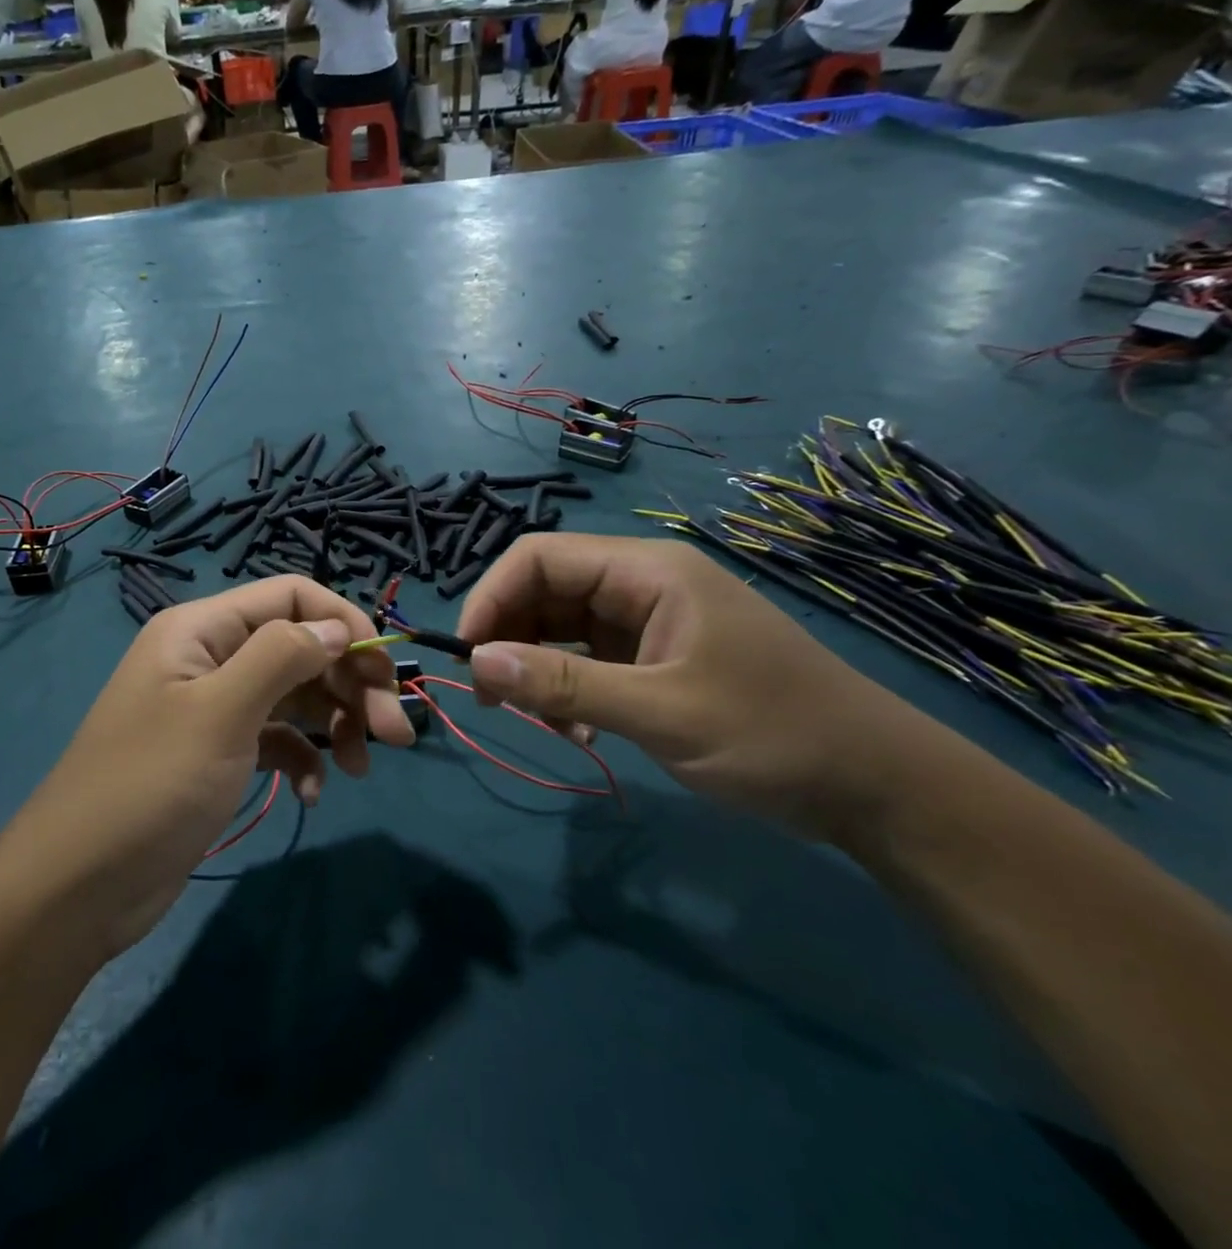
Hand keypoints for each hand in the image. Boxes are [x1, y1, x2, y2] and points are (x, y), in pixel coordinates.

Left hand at [0, 578, 414, 957]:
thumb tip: (336, 629)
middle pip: (299, 648)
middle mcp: (209, 657)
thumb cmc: (151, 785)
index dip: (343, 623)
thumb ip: (282, 656)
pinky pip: (276, 739)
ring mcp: (213, 707)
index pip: (290, 596)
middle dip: (350, 684)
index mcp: (202, 629)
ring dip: (334, 724)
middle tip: (396, 734)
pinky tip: (309, 792)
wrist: (80, 885)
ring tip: (362, 768)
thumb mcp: (221, 712)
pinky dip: (300, 758)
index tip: (385, 672)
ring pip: (294, 696)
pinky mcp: (217, 753)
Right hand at [456, 534, 932, 841]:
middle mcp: (641, 583)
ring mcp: (649, 620)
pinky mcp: (655, 655)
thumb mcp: (661, 712)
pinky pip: (586, 657)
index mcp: (646, 571)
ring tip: (536, 720)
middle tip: (492, 698)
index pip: (539, 557)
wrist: (877, 787)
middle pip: (545, 589)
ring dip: (535, 667)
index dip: (491, 597)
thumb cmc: (774, 735)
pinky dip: (566, 687)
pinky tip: (576, 728)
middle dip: (509, 637)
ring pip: (560, 625)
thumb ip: (563, 684)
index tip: (467, 655)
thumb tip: (477, 662)